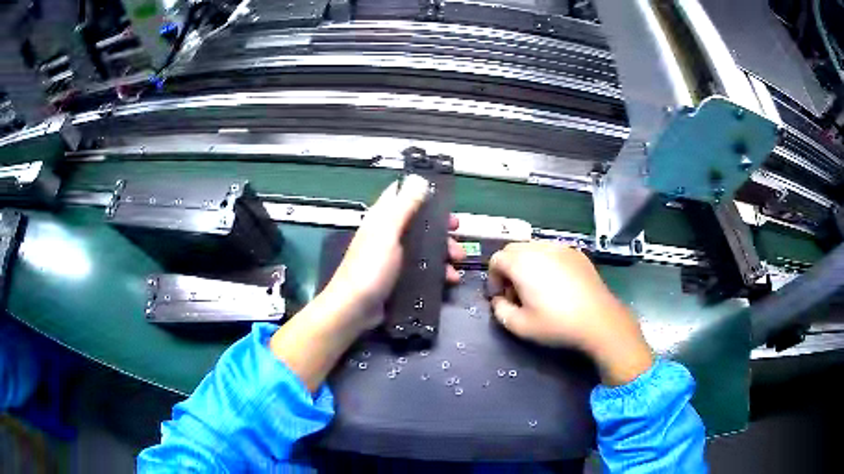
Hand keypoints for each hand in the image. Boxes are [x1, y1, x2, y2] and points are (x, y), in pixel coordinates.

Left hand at [322, 174, 465, 330]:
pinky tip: (451, 279)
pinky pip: (424, 268)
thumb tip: (418, 178)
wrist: (355, 309)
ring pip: (425, 246)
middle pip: (419, 221)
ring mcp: (395, 257)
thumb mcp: (388, 233)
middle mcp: (389, 234)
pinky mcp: (401, 277)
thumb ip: (403, 207)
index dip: (423, 192)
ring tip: (458, 260)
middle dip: (440, 226)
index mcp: (383, 218)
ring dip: (444, 250)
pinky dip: (439, 271)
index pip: (401, 195)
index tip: (445, 197)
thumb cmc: (370, 268)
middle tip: (458, 231)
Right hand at [488, 242, 652, 385]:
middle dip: (508, 269)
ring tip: (536, 287)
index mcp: (522, 263)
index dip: (493, 278)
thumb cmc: (557, 324)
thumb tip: (499, 300)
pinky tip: (557, 283)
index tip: (500, 297)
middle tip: (515, 292)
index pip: (496, 259)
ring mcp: (561, 248)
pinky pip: (553, 251)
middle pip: (513, 249)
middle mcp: (540, 248)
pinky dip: (546, 262)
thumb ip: (500, 310)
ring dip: (527, 264)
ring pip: (533, 248)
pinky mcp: (577, 253)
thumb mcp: (520, 326)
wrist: (599, 320)